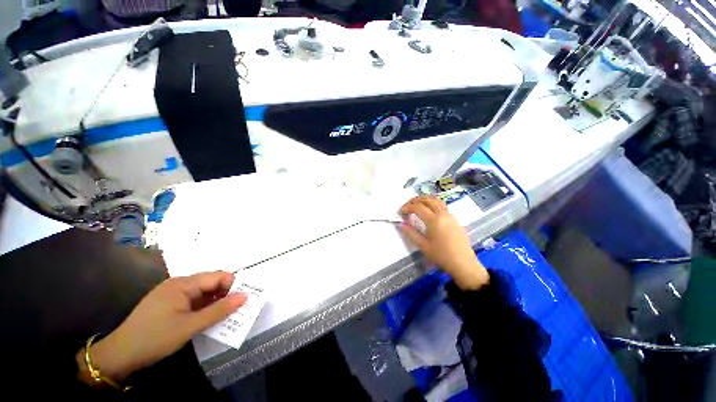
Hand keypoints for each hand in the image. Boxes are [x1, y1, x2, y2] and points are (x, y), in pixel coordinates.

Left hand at [77, 271, 245, 383]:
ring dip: (215, 302)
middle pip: (211, 283)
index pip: (217, 276)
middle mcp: (179, 283)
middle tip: (236, 309)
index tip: (242, 300)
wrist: (120, 354)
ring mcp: (172, 293)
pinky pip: (193, 300)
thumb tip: (245, 296)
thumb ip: (219, 311)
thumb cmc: (155, 338)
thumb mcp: (190, 326)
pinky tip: (207, 318)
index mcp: (183, 283)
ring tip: (224, 315)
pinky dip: (204, 307)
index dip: (233, 285)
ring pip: (203, 292)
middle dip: (226, 294)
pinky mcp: (169, 303)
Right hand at [399, 196, 489, 289]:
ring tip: (417, 204)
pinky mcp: (455, 219)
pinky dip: (433, 203)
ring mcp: (450, 215)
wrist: (463, 263)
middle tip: (407, 205)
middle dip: (415, 200)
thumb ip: (411, 233)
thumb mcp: (423, 246)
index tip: (401, 211)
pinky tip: (429, 210)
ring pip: (436, 200)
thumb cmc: (442, 256)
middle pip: (427, 200)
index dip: (407, 207)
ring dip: (425, 199)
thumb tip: (401, 224)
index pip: (417, 207)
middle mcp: (442, 214)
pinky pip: (442, 205)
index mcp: (434, 220)